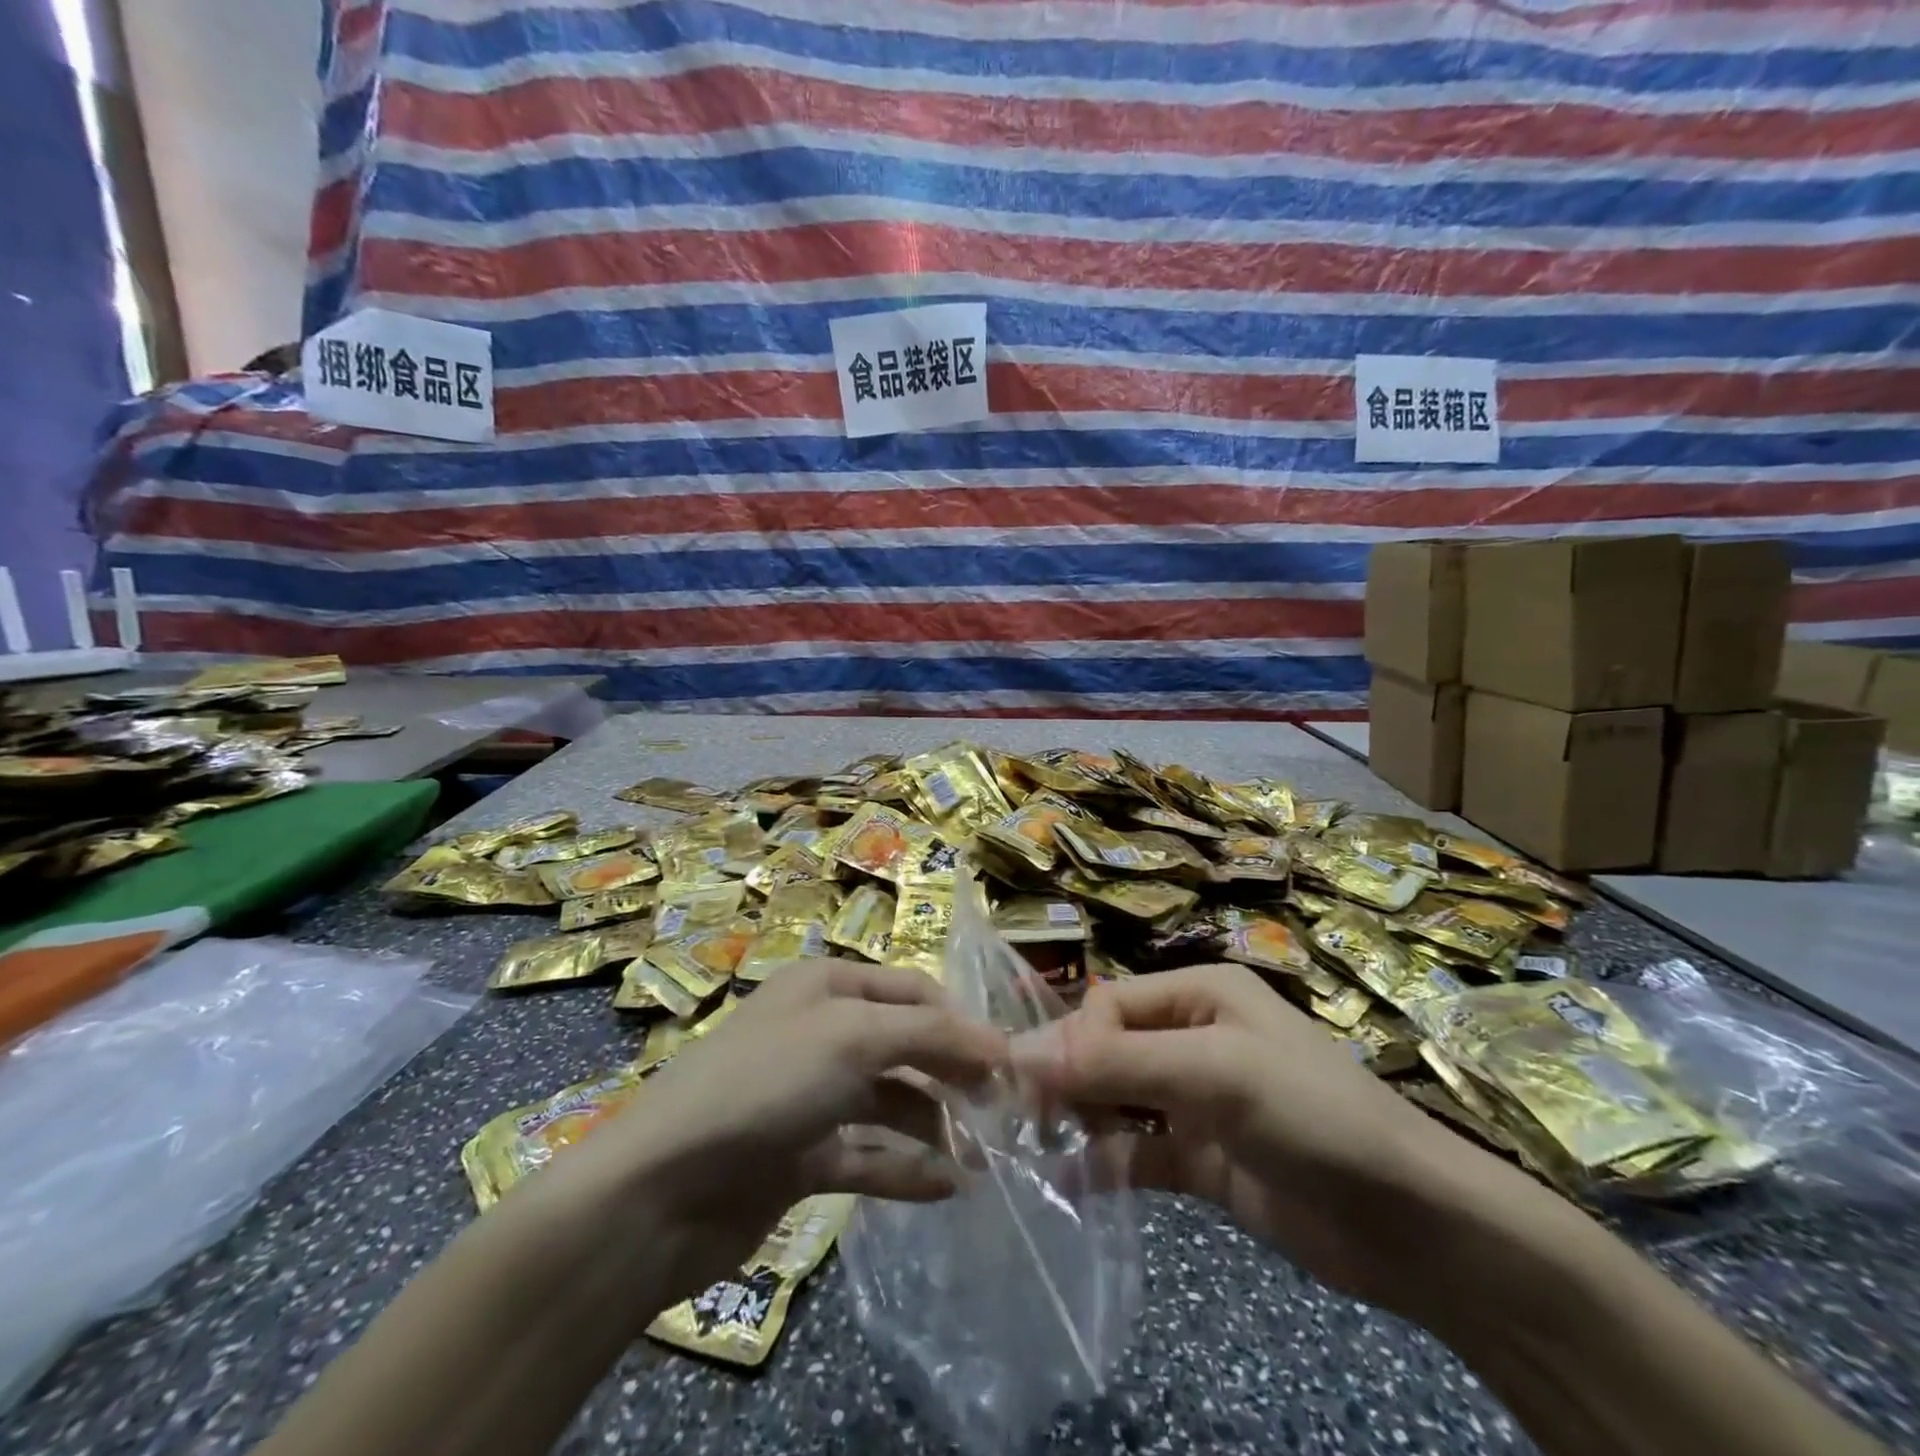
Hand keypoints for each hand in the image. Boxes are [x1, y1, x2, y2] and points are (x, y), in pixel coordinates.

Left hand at [573, 960, 1006, 1303]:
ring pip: (889, 1102)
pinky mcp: (800, 1157)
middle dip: (952, 1072)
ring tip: (982, 1157)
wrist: (662, 1187)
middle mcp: (821, 1032)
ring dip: (934, 1124)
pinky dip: (904, 1168)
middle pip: (905, 1044)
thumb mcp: (854, 1037)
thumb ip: (932, 1033)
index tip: (1008, 1060)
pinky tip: (946, 1188)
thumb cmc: (766, 1084)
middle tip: (1002, 1111)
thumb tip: (999, 1042)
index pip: (912, 989)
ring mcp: (809, 1096)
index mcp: (828, 986)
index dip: (961, 1020)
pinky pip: (866, 1155)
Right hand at [1015, 963, 1503, 1316]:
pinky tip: (1068, 1183)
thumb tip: (1021, 1052)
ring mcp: (1197, 1102)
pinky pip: (1139, 1154)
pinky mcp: (1202, 1161)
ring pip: (1118, 1100)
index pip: (1111, 1004)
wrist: (1412, 1227)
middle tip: (1022, 1118)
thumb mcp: (1215, 1072)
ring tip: (1034, 1149)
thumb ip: (1119, 1063)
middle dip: (1067, 1078)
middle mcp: (1193, 1038)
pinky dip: (1104, 1165)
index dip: (1071, 1040)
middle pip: (1109, 1049)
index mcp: (1201, 994)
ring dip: (1079, 1120)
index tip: (1033, 1084)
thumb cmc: (1312, 1115)